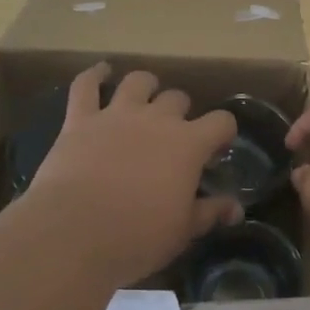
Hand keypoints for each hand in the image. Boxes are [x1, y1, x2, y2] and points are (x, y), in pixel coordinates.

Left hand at [23, 63, 240, 288]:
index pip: (221, 121)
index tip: (216, 149)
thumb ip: (210, 213)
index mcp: (188, 144)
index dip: (223, 132)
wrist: (73, 235)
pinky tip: (101, 72)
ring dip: (145, 86)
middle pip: (177, 98)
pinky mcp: (80, 119)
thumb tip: (235, 209)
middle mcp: (157, 119)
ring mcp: (117, 114)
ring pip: (138, 82)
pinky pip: (86, 86)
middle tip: (173, 136)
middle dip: (180, 113)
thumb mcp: (182, 232)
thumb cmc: (136, 238)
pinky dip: (94, 75)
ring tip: (144, 97)